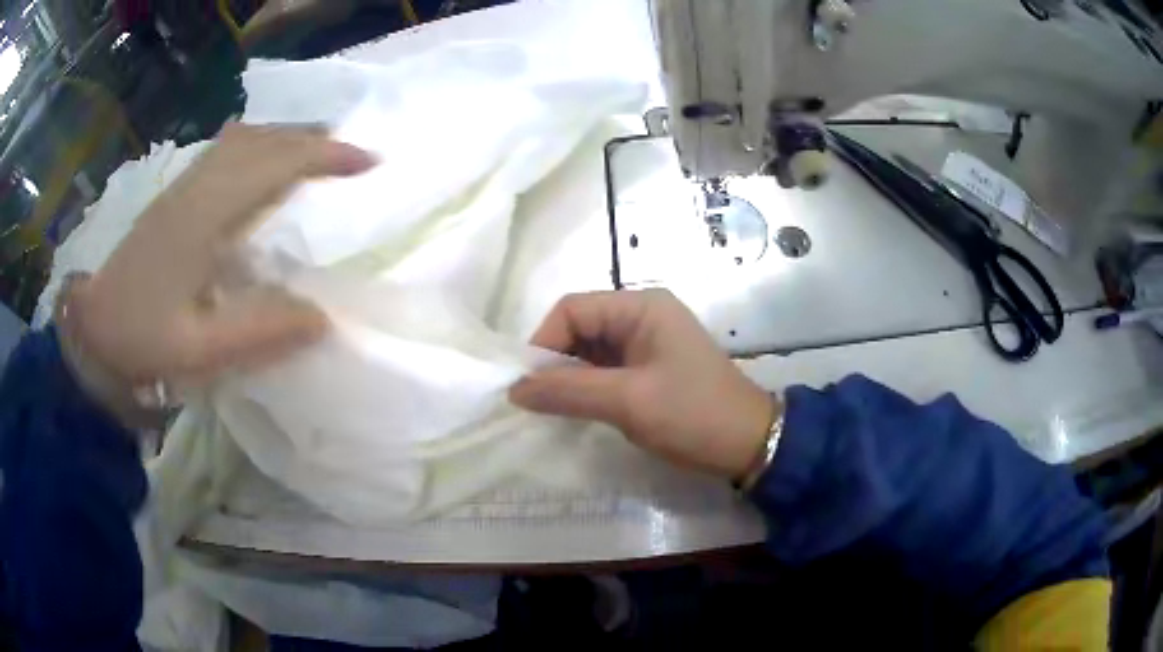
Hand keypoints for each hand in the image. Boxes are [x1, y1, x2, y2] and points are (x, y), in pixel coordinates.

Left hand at [60, 124, 375, 416]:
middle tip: (353, 157)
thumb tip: (323, 317)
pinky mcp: (175, 196)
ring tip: (319, 155)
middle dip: (313, 140)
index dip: (324, 157)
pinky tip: (266, 166)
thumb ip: (259, 333)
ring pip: (245, 139)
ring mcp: (183, 187)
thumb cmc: (140, 341)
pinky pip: (227, 151)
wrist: (91, 329)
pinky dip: (260, 146)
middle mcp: (196, 188)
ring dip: (287, 138)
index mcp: (204, 217)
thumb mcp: (198, 352)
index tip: (369, 163)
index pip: (275, 165)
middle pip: (263, 140)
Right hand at [510, 289, 777, 479]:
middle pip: (579, 328)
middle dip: (556, 362)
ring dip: (570, 378)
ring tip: (555, 410)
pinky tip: (578, 411)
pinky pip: (606, 370)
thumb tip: (514, 389)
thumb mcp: (628, 402)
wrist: (749, 444)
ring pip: (590, 351)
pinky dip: (588, 388)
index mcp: (641, 306)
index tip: (527, 385)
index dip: (544, 342)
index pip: (572, 309)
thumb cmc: (692, 414)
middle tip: (538, 402)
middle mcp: (642, 315)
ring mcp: (647, 343)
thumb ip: (568, 392)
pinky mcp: (650, 369)